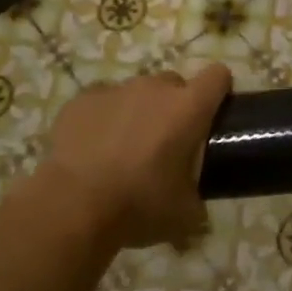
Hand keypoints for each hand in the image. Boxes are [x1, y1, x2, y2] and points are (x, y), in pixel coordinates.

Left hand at [43, 64, 232, 251]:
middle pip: (175, 83)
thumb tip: (195, 204)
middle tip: (166, 142)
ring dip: (138, 112)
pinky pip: (102, 101)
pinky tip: (94, 147)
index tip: (213, 113)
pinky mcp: (82, 100)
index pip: (218, 76)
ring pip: (137, 92)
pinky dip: (103, 117)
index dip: (219, 90)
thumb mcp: (184, 214)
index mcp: (189, 108)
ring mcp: (115, 90)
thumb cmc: (139, 205)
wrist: (73, 206)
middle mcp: (155, 89)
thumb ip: (197, 199)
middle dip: (174, 106)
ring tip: (124, 148)